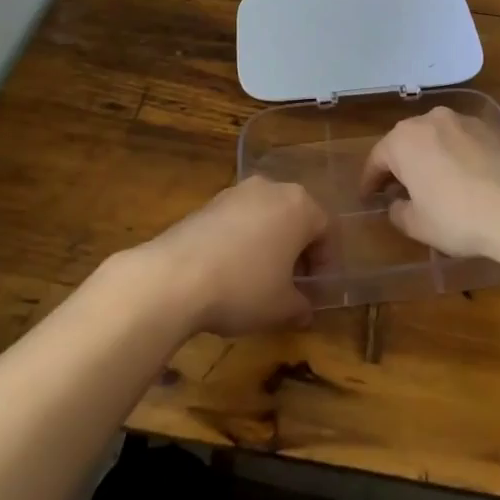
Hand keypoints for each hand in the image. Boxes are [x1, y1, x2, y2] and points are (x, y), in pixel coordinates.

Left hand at [139, 177, 328, 335]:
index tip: (316, 290)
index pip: (326, 230)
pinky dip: (240, 242)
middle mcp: (271, 189)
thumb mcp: (281, 307)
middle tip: (292, 283)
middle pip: (295, 217)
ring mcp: (236, 192)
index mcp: (299, 205)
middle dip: (297, 250)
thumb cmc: (243, 287)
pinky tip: (229, 272)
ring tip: (258, 279)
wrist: (174, 277)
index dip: (325, 263)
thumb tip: (305, 310)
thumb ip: (300, 306)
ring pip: (264, 217)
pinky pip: (236, 221)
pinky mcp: (207, 203)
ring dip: (267, 244)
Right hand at [361, 106, 499, 261]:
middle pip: (406, 140)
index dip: (370, 180)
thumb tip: (397, 204)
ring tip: (433, 180)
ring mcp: (464, 120)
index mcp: (404, 140)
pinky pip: (463, 139)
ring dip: (429, 155)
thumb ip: (399, 212)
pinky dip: (457, 154)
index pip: (377, 158)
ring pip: (436, 136)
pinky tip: (465, 176)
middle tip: (398, 189)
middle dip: (400, 163)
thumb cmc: (458, 217)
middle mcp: (431, 120)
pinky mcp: (492, 128)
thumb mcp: (418, 224)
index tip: (368, 198)